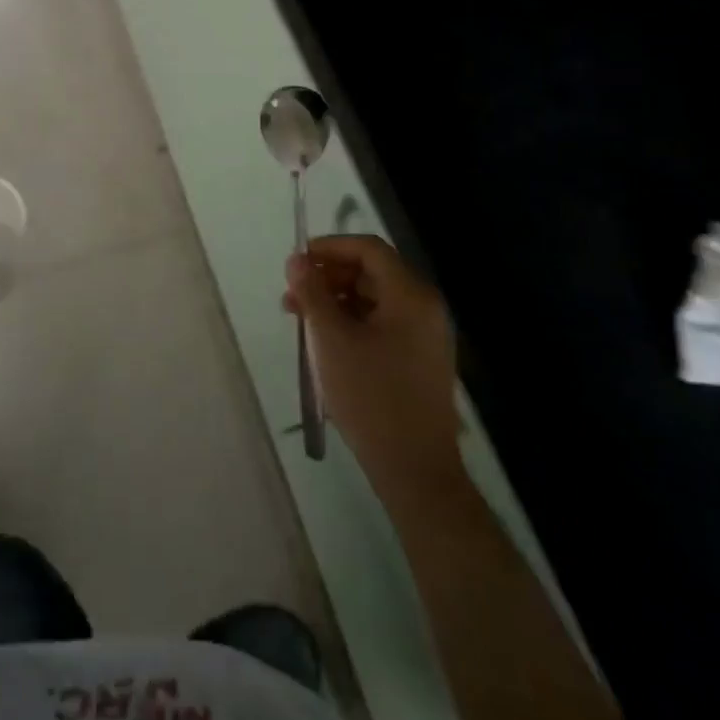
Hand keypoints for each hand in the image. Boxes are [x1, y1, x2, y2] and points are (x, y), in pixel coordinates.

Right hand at [284, 236, 461, 489]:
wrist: (416, 472)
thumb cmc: (372, 398)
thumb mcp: (331, 340)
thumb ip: (312, 293)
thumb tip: (297, 260)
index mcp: (411, 295)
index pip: (368, 248)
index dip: (329, 248)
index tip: (296, 262)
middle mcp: (425, 307)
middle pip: (372, 271)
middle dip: (328, 277)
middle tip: (292, 295)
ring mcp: (426, 335)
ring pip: (374, 298)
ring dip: (336, 300)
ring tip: (301, 320)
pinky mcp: (420, 359)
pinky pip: (382, 322)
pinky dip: (352, 321)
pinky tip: (325, 341)